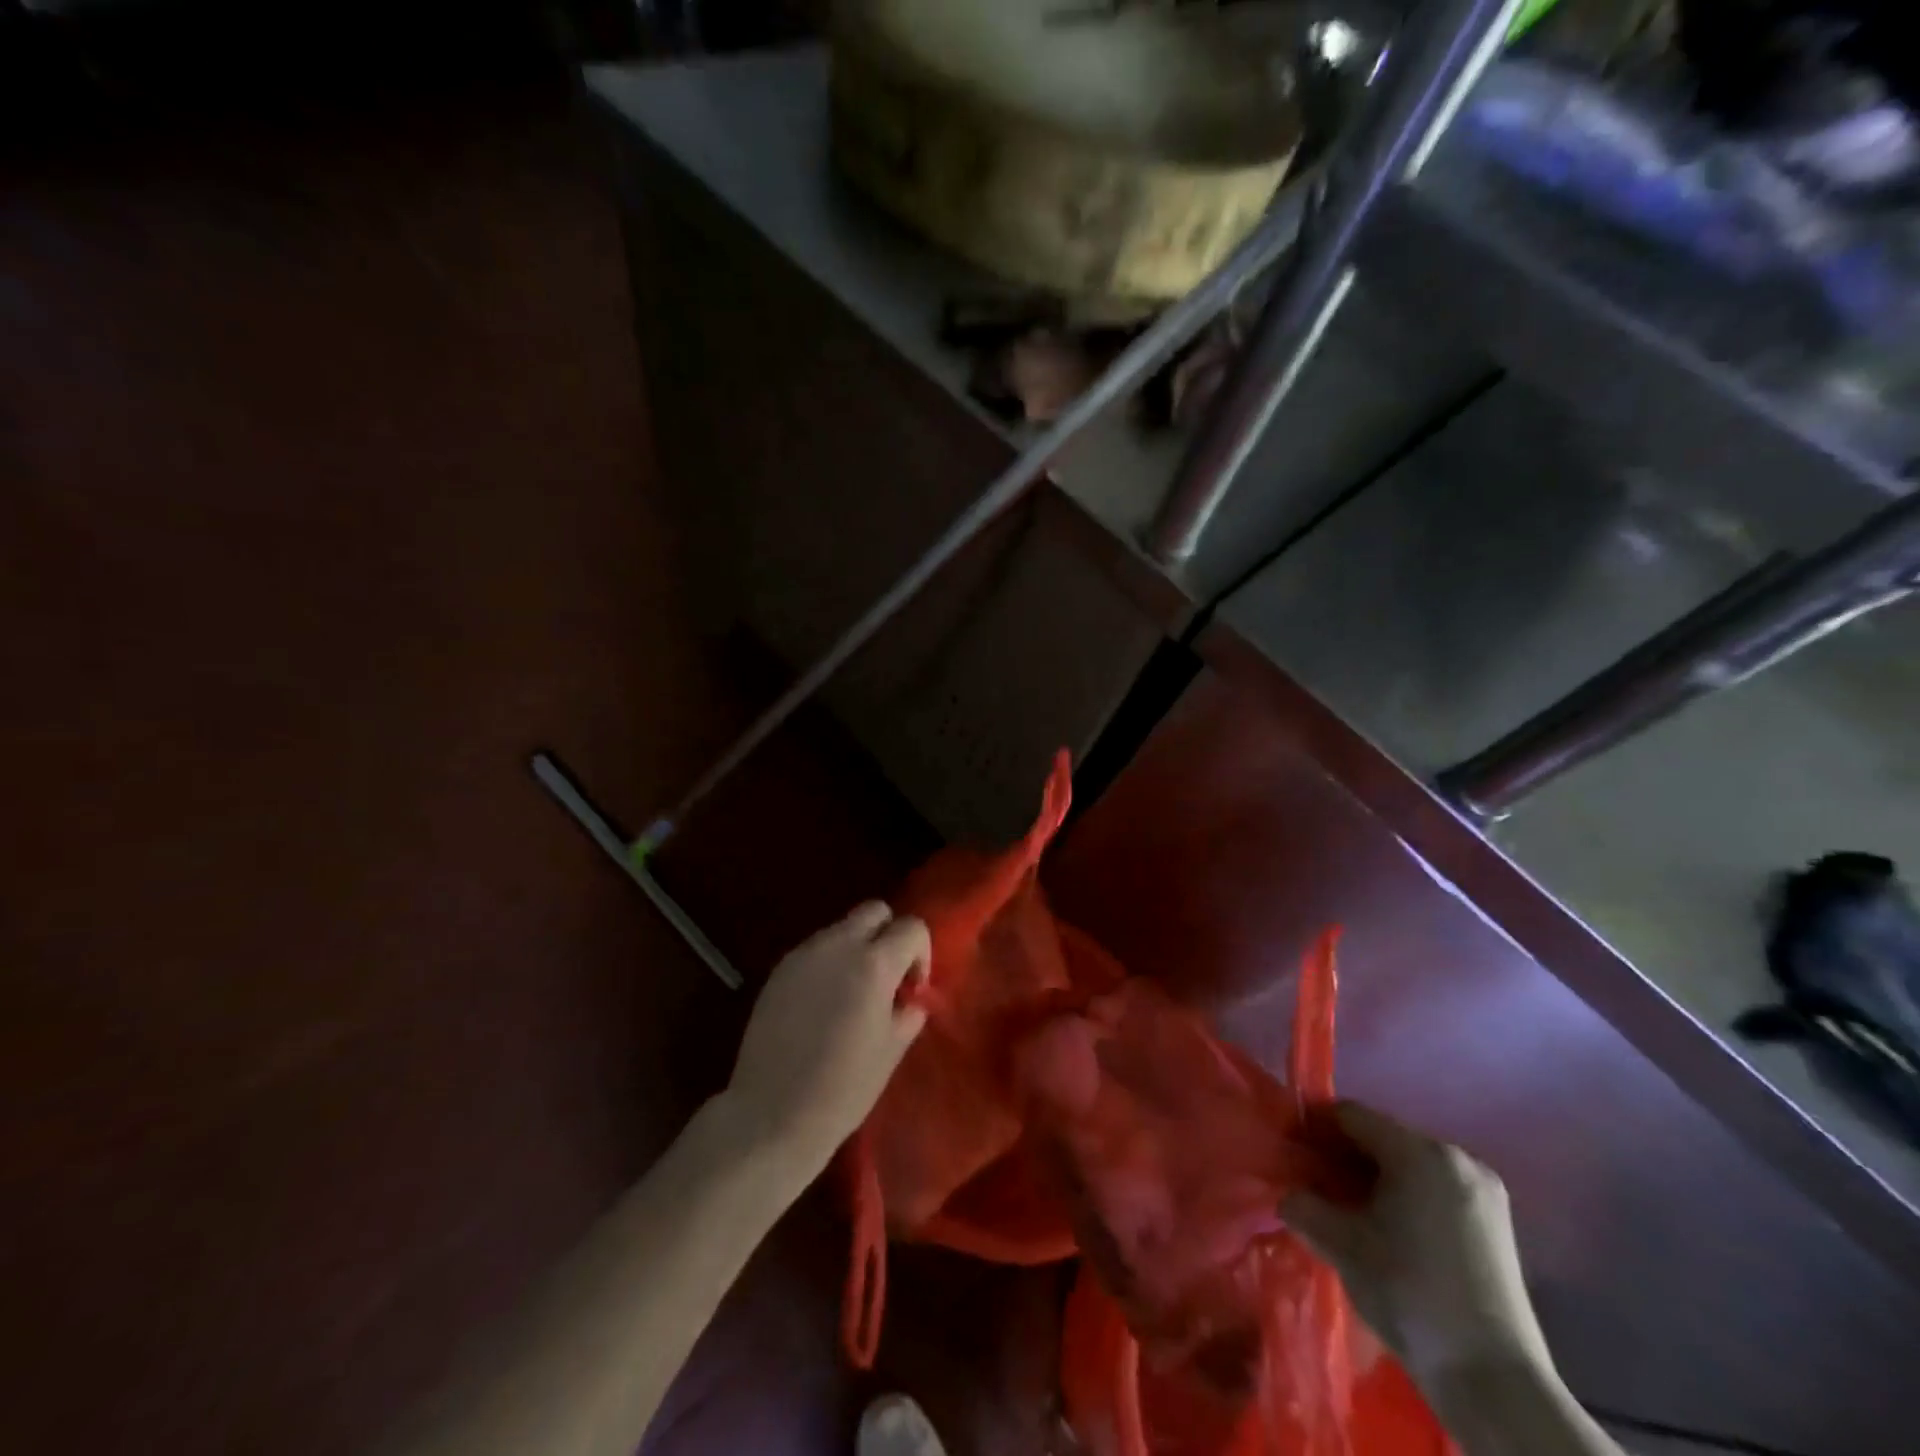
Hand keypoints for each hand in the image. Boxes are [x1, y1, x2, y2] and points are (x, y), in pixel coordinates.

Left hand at [721, 902, 930, 1179]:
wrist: (772, 1113)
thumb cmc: (844, 1088)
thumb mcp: (892, 1050)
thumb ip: (908, 1011)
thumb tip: (910, 997)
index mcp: (874, 963)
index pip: (911, 926)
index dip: (920, 953)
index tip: (912, 988)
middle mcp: (839, 945)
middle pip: (874, 910)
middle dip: (888, 935)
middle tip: (886, 978)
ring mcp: (804, 954)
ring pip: (841, 927)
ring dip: (856, 948)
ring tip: (851, 994)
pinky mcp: (779, 969)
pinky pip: (815, 950)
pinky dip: (828, 963)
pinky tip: (822, 1004)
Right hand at [1283, 1102, 1552, 1389]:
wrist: (1492, 1380)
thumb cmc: (1409, 1293)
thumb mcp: (1340, 1244)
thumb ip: (1302, 1203)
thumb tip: (1290, 1192)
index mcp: (1418, 1151)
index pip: (1350, 1115)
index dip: (1315, 1130)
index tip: (1294, 1157)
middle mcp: (1455, 1155)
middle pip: (1382, 1137)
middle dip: (1345, 1157)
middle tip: (1318, 1188)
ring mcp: (1483, 1189)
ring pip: (1410, 1164)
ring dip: (1376, 1179)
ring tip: (1353, 1214)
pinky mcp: (1497, 1222)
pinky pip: (1435, 1188)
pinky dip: (1407, 1197)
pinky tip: (1392, 1232)